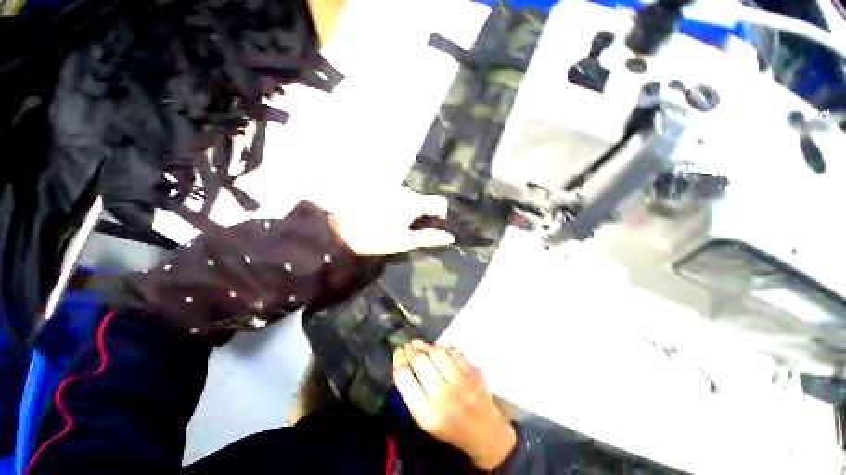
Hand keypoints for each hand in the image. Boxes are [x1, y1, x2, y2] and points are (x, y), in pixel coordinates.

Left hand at [329, 188, 454, 255]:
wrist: (342, 231)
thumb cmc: (376, 239)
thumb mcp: (405, 242)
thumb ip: (429, 238)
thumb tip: (450, 237)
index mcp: (413, 202)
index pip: (440, 202)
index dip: (441, 215)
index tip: (433, 227)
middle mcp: (405, 191)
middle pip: (425, 200)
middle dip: (424, 214)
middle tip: (413, 231)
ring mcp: (392, 189)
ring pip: (412, 199)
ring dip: (411, 211)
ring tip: (398, 225)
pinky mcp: (382, 190)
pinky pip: (399, 197)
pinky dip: (400, 206)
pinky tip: (388, 217)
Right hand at [393, 340, 516, 470]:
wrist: (485, 433)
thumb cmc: (449, 427)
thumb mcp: (425, 418)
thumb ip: (412, 392)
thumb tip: (403, 361)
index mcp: (426, 413)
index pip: (404, 378)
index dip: (399, 360)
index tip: (398, 352)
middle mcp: (444, 397)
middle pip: (420, 362)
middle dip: (411, 350)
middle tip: (407, 346)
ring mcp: (462, 383)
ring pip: (437, 353)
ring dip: (425, 345)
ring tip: (419, 343)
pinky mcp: (475, 373)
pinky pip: (453, 352)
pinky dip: (442, 348)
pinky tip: (437, 348)